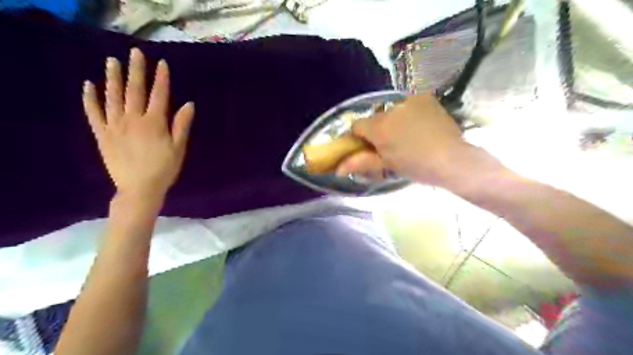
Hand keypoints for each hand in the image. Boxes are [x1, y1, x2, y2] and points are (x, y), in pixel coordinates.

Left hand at [82, 48, 194, 200]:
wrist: (139, 189)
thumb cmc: (164, 169)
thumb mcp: (179, 148)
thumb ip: (182, 125)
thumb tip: (189, 104)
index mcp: (154, 123)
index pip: (159, 95)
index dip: (161, 78)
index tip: (161, 63)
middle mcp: (133, 119)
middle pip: (135, 90)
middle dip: (136, 70)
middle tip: (135, 52)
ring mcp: (115, 125)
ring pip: (113, 97)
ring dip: (112, 78)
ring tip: (112, 61)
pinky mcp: (102, 134)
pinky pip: (94, 113)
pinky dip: (90, 98)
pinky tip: (88, 85)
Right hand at [338, 94, 465, 187]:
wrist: (452, 159)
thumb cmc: (416, 167)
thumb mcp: (386, 166)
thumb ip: (360, 163)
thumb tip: (337, 169)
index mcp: (379, 128)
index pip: (356, 125)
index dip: (360, 137)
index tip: (369, 146)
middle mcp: (391, 109)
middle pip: (375, 118)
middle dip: (378, 129)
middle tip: (392, 144)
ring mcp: (409, 101)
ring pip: (391, 110)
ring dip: (394, 121)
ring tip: (410, 135)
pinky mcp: (425, 97)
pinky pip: (408, 104)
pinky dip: (409, 112)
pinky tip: (420, 125)